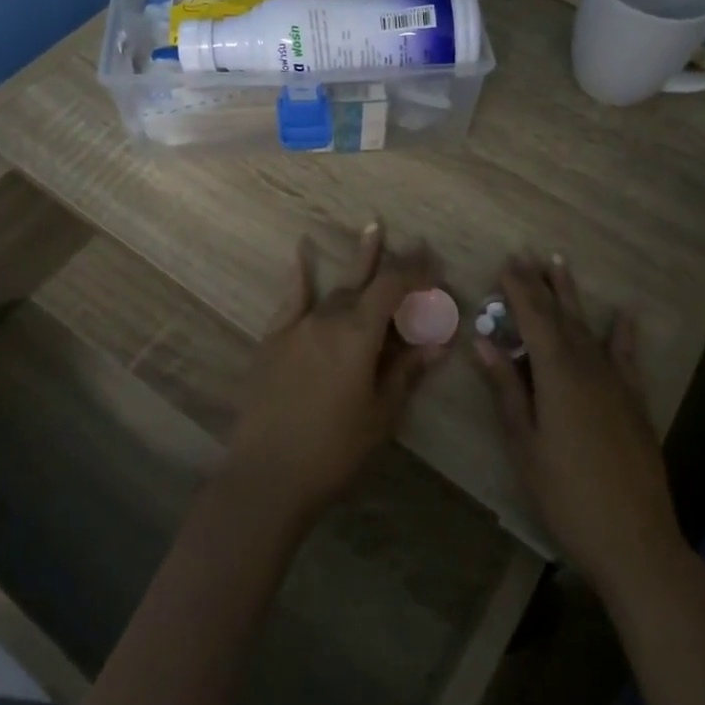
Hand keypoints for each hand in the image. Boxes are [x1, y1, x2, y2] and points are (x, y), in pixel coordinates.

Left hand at [226, 223, 445, 524]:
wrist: (267, 475)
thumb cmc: (333, 449)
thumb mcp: (380, 413)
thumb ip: (406, 371)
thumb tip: (437, 343)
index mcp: (357, 334)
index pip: (392, 288)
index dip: (416, 273)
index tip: (436, 266)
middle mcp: (328, 318)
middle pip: (366, 283)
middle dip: (393, 265)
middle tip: (417, 245)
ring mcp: (297, 326)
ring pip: (335, 290)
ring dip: (358, 264)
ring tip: (373, 229)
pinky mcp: (274, 339)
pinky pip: (292, 299)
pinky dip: (300, 275)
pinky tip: (301, 251)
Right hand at [474, 254, 685, 597]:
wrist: (634, 539)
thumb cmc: (566, 495)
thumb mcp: (525, 445)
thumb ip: (506, 389)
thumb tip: (483, 342)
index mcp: (557, 375)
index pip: (534, 319)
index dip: (519, 289)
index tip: (506, 262)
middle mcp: (588, 367)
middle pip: (561, 316)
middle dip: (541, 284)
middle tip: (526, 254)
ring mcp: (615, 382)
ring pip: (588, 328)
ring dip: (572, 295)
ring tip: (561, 264)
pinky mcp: (634, 401)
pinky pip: (626, 356)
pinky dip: (622, 333)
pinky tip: (624, 314)